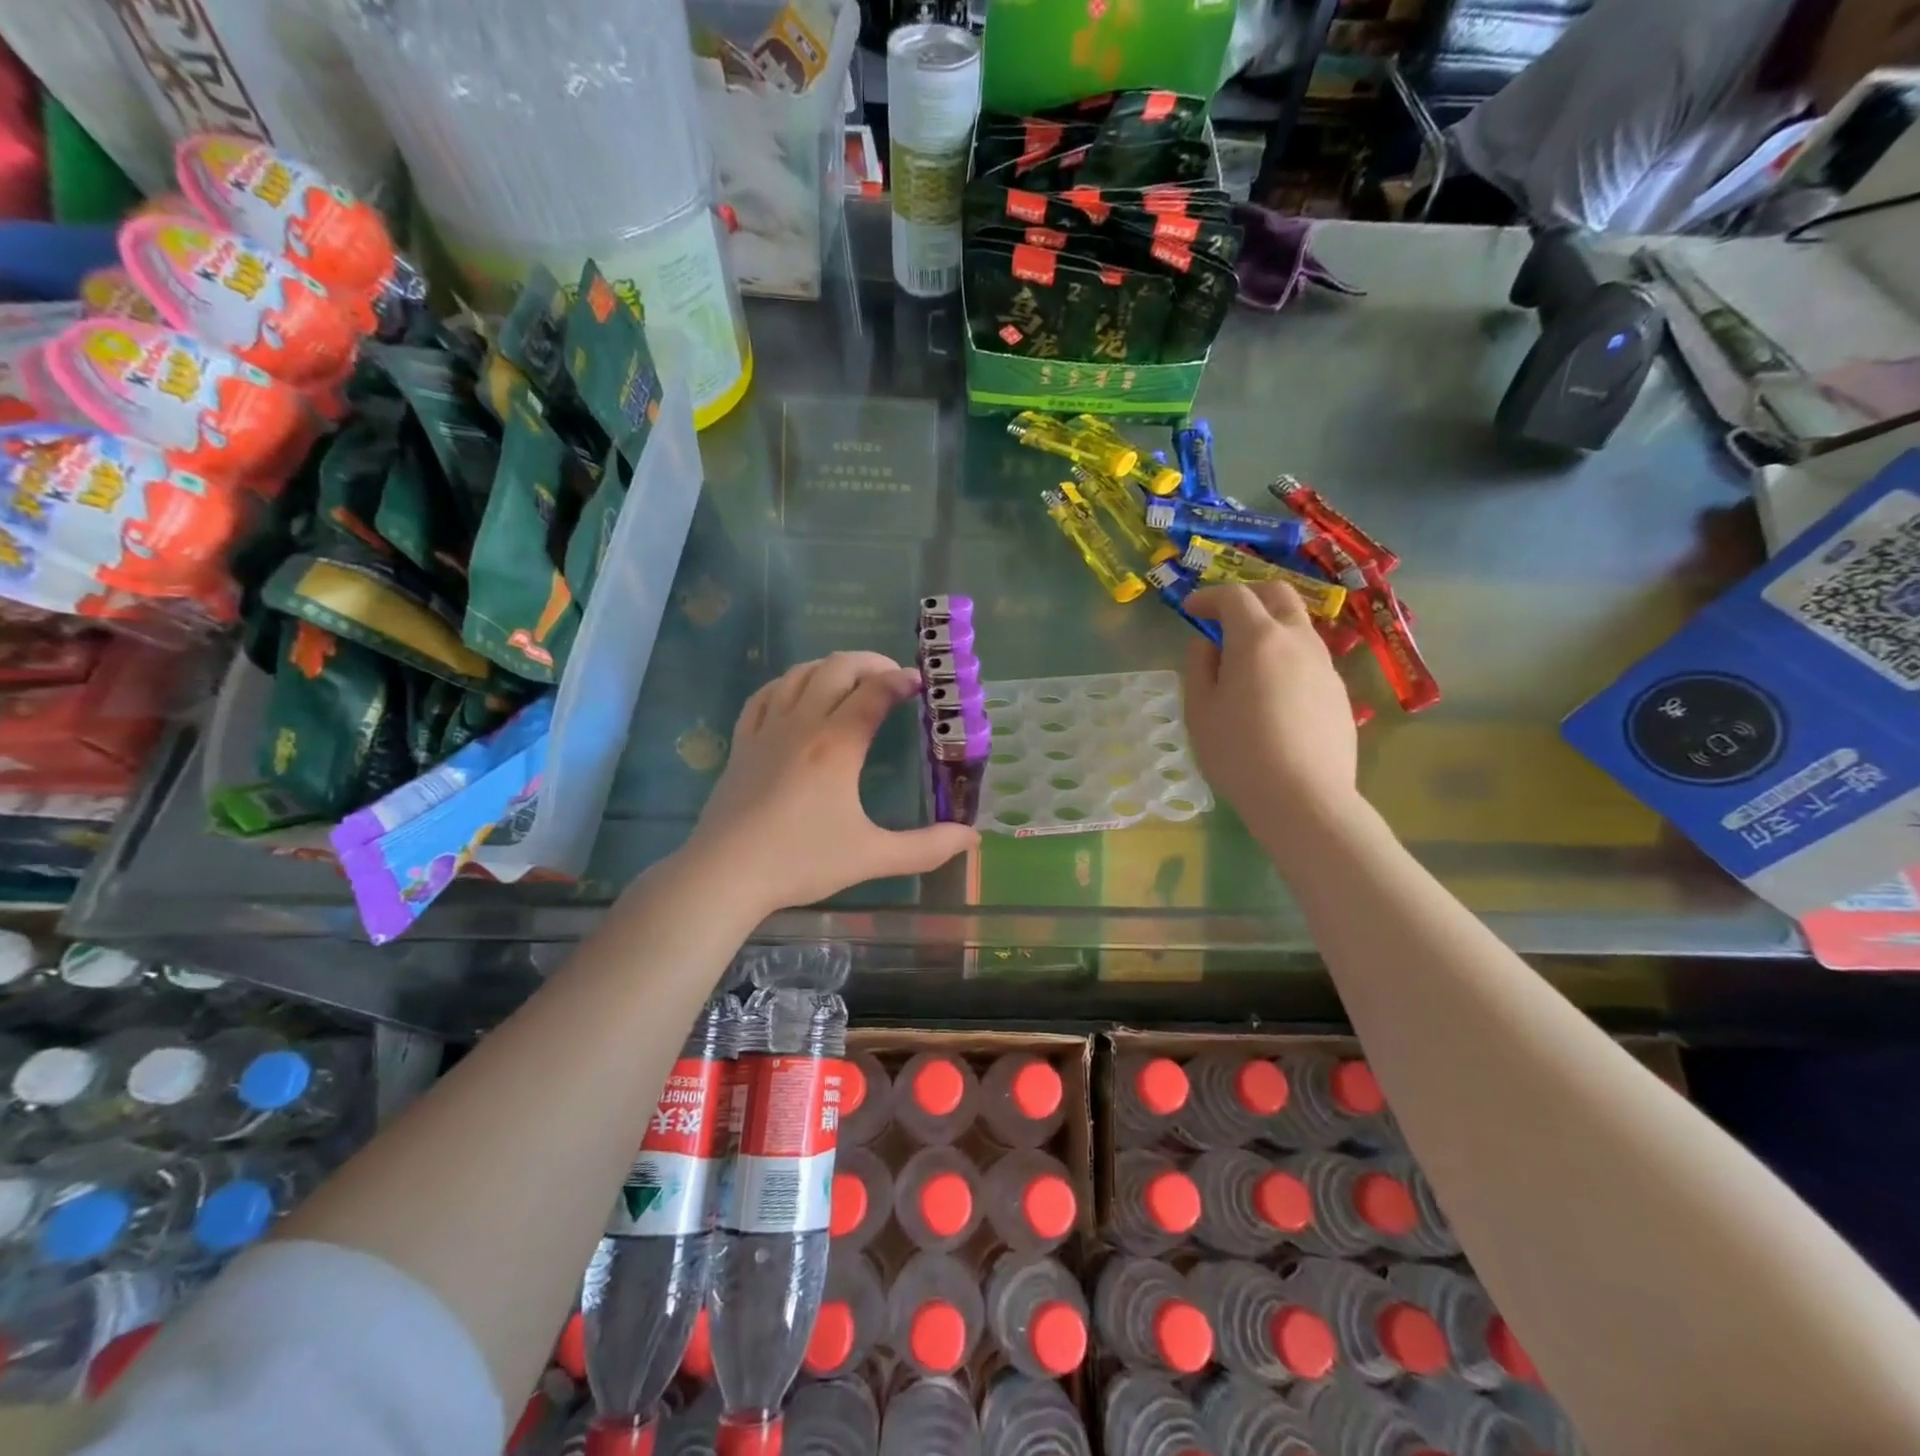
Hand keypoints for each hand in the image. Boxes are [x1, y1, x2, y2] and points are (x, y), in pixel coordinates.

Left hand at [683, 652, 978, 914]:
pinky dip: (787, 683)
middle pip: (837, 668)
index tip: (919, 683)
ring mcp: (767, 729)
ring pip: (799, 674)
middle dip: (870, 662)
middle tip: (891, 676)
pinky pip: (763, 695)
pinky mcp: (742, 743)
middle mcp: (803, 724)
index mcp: (837, 745)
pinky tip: (795, 693)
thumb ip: (927, 848)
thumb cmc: (801, 861)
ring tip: (851, 680)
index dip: (900, 680)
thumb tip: (972, 839)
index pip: (874, 692)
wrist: (726, 873)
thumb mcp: (872, 856)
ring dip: (830, 666)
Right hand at [1183, 581, 1359, 825]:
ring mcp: (1324, 665)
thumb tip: (1207, 644)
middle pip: (1279, 595)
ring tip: (1247, 659)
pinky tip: (1272, 693)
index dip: (1209, 597)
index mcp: (1258, 639)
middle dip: (1249, 596)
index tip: (1190, 610)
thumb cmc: (1238, 752)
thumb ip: (1199, 667)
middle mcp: (1297, 640)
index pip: (1234, 596)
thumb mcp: (1200, 711)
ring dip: (1271, 627)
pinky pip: (1309, 659)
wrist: (1303, 797)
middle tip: (1224, 618)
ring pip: (1299, 626)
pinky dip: (1287, 658)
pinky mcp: (1338, 692)